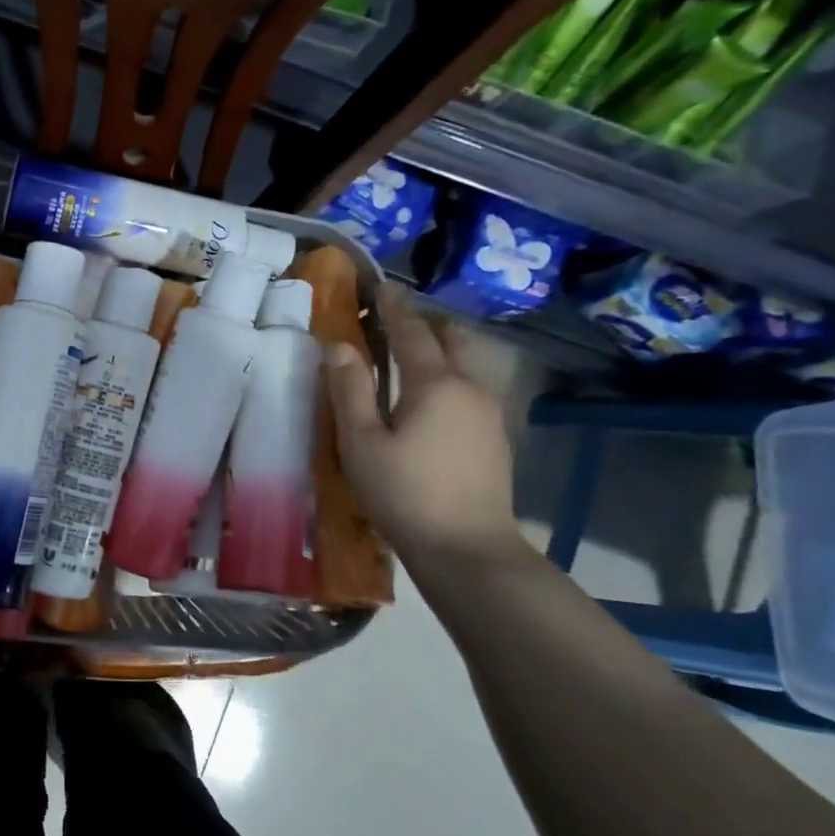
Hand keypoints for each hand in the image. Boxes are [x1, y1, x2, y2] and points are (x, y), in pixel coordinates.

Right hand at [325, 284, 521, 563]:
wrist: (467, 550)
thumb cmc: (404, 493)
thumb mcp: (362, 443)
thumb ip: (350, 390)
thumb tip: (338, 346)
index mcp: (436, 384)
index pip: (413, 332)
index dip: (395, 307)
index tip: (381, 286)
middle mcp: (470, 388)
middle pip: (455, 339)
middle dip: (428, 323)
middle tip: (397, 322)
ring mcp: (490, 414)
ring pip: (469, 364)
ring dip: (444, 349)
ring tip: (414, 357)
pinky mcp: (496, 439)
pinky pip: (473, 388)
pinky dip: (452, 376)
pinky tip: (433, 399)